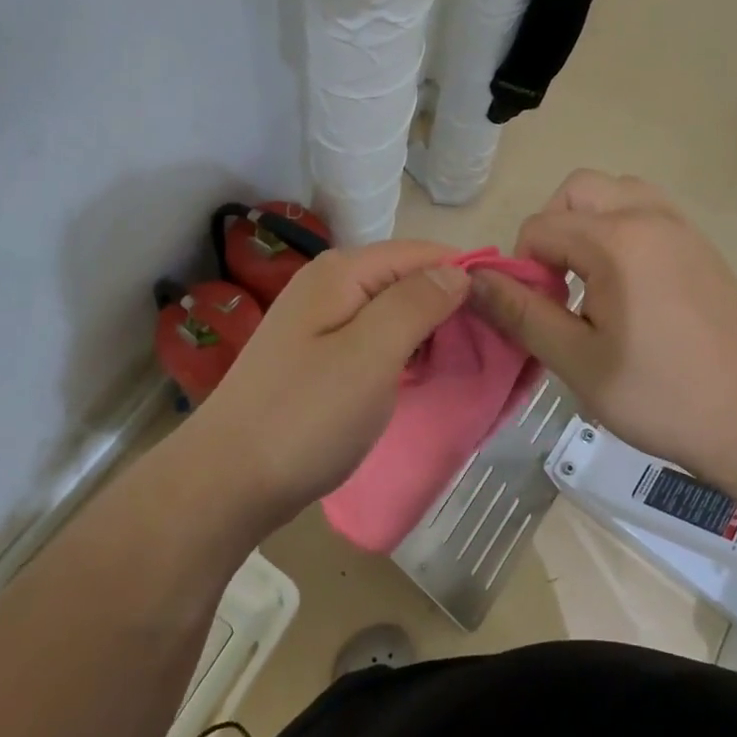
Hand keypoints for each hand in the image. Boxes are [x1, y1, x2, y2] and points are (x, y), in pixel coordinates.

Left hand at [193, 241, 469, 525]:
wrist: (225, 483)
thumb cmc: (305, 417)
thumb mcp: (370, 355)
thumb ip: (416, 304)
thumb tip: (458, 271)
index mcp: (343, 272)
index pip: (423, 253)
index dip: (469, 275)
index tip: (510, 310)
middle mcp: (330, 285)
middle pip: (408, 279)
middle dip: (452, 306)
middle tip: (495, 347)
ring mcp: (320, 321)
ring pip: (394, 312)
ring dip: (431, 332)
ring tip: (469, 362)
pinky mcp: (318, 357)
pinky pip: (375, 340)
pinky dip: (405, 353)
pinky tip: (424, 375)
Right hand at [469, 171, 736, 475]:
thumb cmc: (660, 396)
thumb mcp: (577, 361)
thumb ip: (521, 313)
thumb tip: (473, 280)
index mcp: (617, 241)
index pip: (540, 227)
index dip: (523, 268)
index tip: (539, 313)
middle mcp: (650, 216)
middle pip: (578, 189)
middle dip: (552, 227)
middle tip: (557, 283)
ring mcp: (682, 226)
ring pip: (616, 191)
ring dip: (588, 220)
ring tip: (589, 276)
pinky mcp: (701, 244)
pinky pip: (647, 209)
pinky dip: (621, 226)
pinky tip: (626, 282)